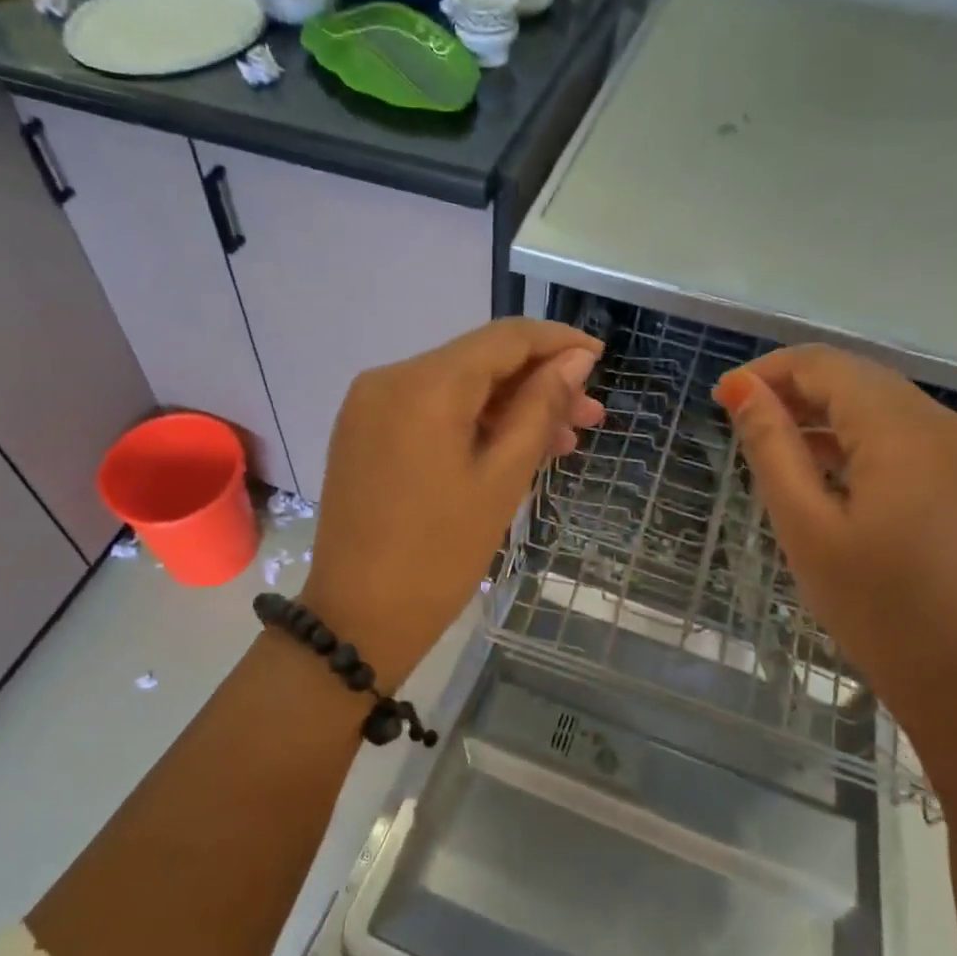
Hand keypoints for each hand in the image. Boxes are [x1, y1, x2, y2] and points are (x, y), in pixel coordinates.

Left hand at [301, 320, 603, 690]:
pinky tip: (510, 447)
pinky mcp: (362, 432)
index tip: (598, 359)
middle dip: (536, 384)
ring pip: (454, 388)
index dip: (556, 343)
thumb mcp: (502, 479)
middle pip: (477, 362)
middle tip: (590, 417)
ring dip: (506, 408)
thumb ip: (539, 409)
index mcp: (423, 385)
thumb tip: (574, 361)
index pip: (503, 338)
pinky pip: (428, 411)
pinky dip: (470, 423)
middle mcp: (388, 378)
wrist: (358, 617)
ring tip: (562, 441)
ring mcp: (369, 405)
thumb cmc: (440, 554)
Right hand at [714, 346, 956, 736]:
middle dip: (790, 388)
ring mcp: (953, 449)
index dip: (766, 372)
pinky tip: (815, 466)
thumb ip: (772, 447)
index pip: (824, 365)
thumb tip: (740, 387)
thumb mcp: (806, 524)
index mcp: (900, 429)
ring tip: (767, 443)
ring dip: (817, 411)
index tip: (720, 401)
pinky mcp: (956, 476)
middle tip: (737, 422)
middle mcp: (936, 422)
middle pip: (852, 376)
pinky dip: (847, 436)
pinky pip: (893, 432)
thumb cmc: (875, 605)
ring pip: (873, 402)